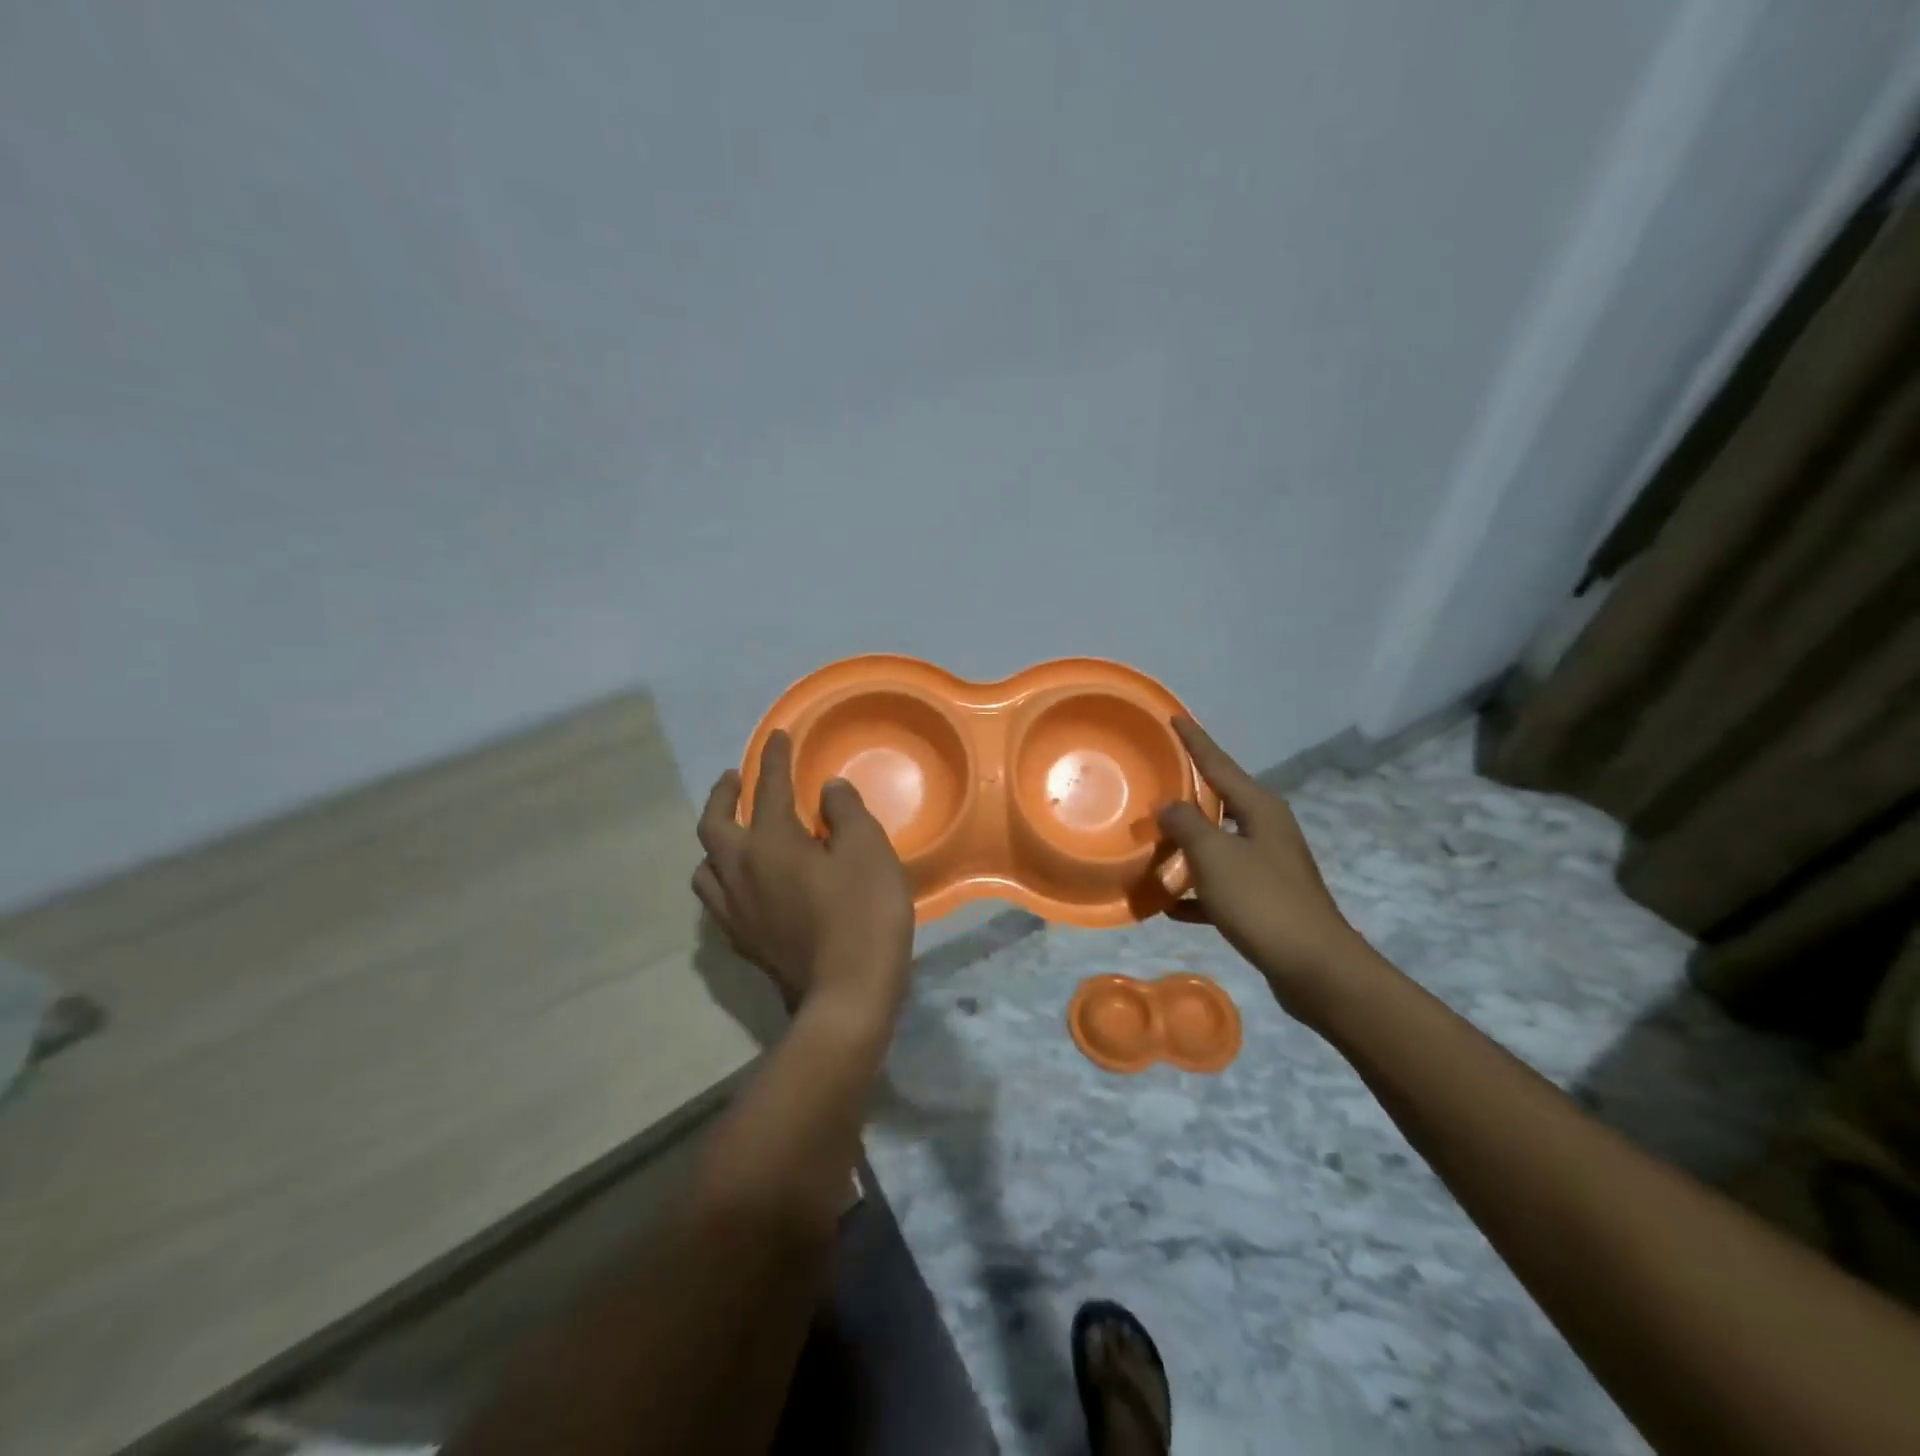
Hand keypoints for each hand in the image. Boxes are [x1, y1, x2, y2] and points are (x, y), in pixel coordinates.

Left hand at [694, 731, 914, 1024]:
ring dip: (715, 839)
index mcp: (770, 842)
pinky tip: (740, 884)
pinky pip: (716, 900)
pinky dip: (722, 878)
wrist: (847, 993)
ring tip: (731, 832)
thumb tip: (828, 790)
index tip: (777, 736)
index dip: (774, 759)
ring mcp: (736, 910)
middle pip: (715, 824)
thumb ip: (846, 812)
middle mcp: (740, 870)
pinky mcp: (743, 941)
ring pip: (706, 866)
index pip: (769, 788)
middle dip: (724, 794)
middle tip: (734, 779)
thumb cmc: (863, 912)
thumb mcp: (868, 850)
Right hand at [1158, 717, 1373, 1019]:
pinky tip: (1167, 904)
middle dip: (1187, 793)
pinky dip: (1195, 891)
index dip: (1195, 741)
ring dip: (1185, 846)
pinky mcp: (1264, 901)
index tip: (1175, 717)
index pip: (1219, 764)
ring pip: (1217, 845)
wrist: (1315, 968)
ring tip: (1149, 842)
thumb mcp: (1215, 856)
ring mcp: (1267, 866)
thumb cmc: (1263, 902)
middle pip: (1219, 802)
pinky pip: (1220, 885)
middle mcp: (1266, 830)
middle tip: (1153, 779)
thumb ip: (1186, 824)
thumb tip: (1167, 805)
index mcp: (1260, 809)